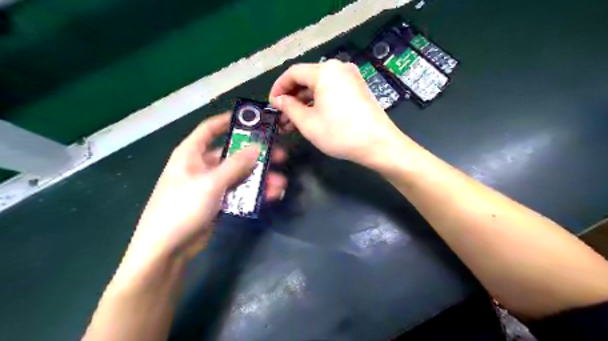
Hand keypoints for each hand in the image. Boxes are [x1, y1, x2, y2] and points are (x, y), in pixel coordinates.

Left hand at [126, 113, 287, 261]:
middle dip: (256, 155)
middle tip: (279, 155)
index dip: (229, 121)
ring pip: (239, 175)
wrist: (166, 250)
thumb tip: (257, 146)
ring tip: (280, 182)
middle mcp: (201, 166)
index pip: (210, 129)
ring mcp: (210, 185)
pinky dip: (253, 192)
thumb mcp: (210, 183)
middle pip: (233, 154)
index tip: (253, 120)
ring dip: (259, 177)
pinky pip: (239, 191)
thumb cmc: (182, 208)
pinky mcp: (217, 201)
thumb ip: (235, 164)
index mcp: (191, 153)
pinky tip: (271, 195)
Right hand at [268, 60, 404, 168]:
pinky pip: (331, 92)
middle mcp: (338, 68)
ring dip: (304, 103)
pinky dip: (318, 104)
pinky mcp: (357, 89)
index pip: (293, 73)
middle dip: (291, 99)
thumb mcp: (308, 123)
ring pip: (319, 88)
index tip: (271, 104)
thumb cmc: (340, 134)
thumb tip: (278, 100)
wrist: (379, 145)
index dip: (278, 87)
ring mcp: (351, 78)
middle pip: (307, 79)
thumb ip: (289, 108)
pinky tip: (311, 119)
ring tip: (293, 123)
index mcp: (325, 72)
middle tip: (281, 118)